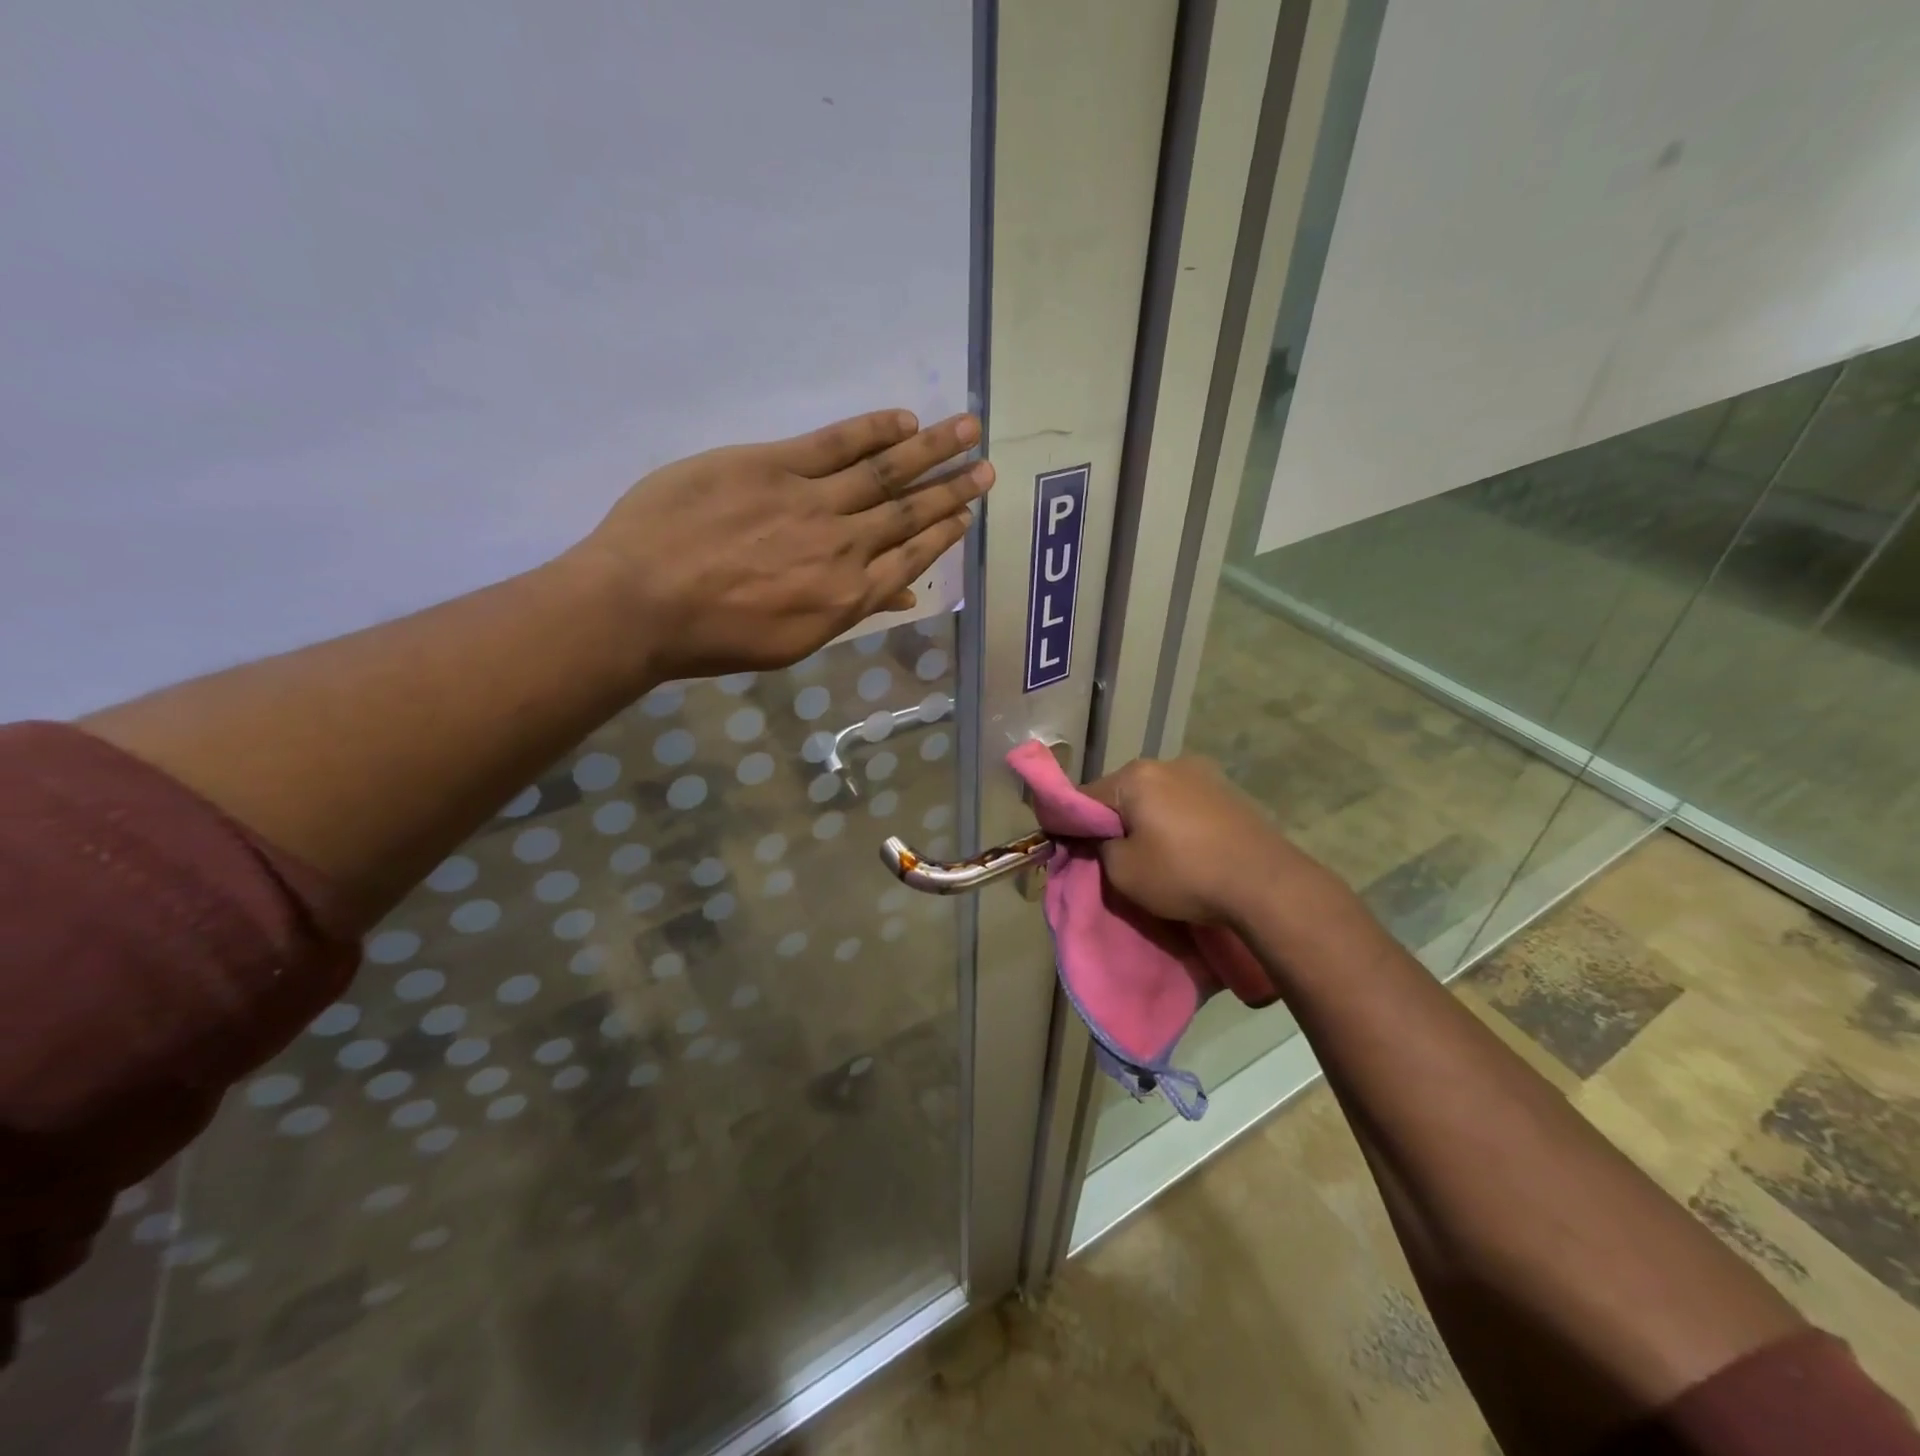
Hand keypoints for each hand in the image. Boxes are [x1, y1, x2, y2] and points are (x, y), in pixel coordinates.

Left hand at [573, 409, 993, 681]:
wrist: (643, 603)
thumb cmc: (714, 637)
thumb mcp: (791, 642)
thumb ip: (848, 611)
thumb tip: (902, 595)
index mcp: (847, 598)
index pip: (910, 558)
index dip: (943, 534)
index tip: (967, 514)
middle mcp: (844, 547)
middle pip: (909, 511)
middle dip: (952, 487)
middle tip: (987, 465)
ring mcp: (812, 502)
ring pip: (884, 471)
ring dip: (931, 449)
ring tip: (967, 427)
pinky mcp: (773, 465)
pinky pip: (835, 443)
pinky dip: (873, 430)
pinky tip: (904, 418)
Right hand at [1082, 756, 1348, 927]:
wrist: (1266, 884)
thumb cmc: (1184, 874)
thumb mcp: (1123, 872)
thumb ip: (1099, 849)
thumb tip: (1102, 839)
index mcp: (1135, 776)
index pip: (1085, 796)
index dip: (1071, 823)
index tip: (1068, 847)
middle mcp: (1168, 763)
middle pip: (1123, 792)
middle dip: (1114, 820)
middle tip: (1114, 856)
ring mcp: (1203, 773)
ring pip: (1156, 796)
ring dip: (1148, 819)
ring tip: (1155, 854)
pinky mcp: (1229, 791)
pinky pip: (1185, 803)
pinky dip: (1176, 821)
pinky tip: (1185, 848)